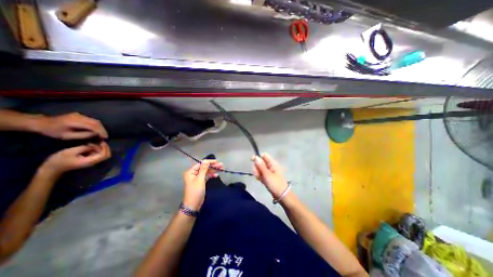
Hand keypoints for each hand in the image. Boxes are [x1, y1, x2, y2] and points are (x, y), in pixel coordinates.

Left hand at [35, 113, 107, 139]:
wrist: (41, 123)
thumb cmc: (53, 131)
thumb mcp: (67, 136)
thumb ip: (83, 135)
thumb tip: (96, 134)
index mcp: (75, 122)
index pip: (93, 126)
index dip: (101, 132)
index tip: (105, 138)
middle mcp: (79, 116)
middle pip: (96, 123)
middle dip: (102, 130)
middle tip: (105, 136)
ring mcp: (80, 115)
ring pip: (96, 121)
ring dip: (101, 127)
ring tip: (103, 133)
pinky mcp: (80, 115)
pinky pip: (92, 120)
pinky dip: (97, 125)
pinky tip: (97, 129)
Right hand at [39, 142, 110, 177]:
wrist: (51, 169)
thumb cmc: (59, 160)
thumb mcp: (71, 151)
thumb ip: (85, 148)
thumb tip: (94, 145)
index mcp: (91, 161)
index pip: (105, 155)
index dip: (105, 148)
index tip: (101, 142)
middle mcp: (94, 162)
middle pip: (106, 154)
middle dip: (103, 147)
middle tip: (96, 142)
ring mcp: (91, 161)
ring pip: (101, 154)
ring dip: (98, 148)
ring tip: (89, 143)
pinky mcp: (88, 160)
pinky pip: (96, 154)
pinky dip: (95, 150)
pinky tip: (87, 146)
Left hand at [182, 160, 224, 209]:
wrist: (193, 205)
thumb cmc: (195, 191)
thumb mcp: (200, 180)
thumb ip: (203, 169)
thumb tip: (206, 161)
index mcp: (190, 171)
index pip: (201, 163)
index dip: (209, 162)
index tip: (217, 161)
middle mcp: (193, 173)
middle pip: (204, 167)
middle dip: (212, 166)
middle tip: (221, 165)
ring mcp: (197, 178)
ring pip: (206, 171)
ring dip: (213, 170)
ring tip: (221, 169)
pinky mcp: (200, 182)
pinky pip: (206, 176)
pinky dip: (211, 175)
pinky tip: (216, 175)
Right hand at [254, 153, 289, 198]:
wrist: (282, 195)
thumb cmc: (275, 184)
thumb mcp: (267, 175)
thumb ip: (260, 166)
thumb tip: (255, 157)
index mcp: (272, 163)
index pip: (264, 155)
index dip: (258, 157)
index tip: (252, 162)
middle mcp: (271, 166)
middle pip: (260, 162)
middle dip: (257, 167)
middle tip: (257, 174)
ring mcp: (269, 171)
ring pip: (260, 168)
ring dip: (258, 173)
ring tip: (260, 179)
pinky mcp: (268, 176)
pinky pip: (261, 174)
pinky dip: (260, 176)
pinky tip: (261, 181)